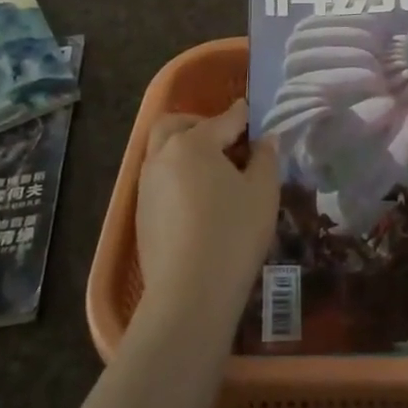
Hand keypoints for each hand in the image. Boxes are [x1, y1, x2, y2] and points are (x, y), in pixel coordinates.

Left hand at [134, 101, 280, 335]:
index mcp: (194, 143)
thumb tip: (266, 138)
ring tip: (212, 170)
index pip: (224, 119)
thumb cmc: (233, 234)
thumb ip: (266, 158)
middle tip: (225, 139)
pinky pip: (159, 178)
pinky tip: (197, 198)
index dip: (243, 115)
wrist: (189, 294)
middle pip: (176, 124)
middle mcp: (163, 155)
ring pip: (162, 150)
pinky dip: (176, 175)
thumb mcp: (263, 192)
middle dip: (200, 123)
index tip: (253, 113)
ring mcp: (147, 185)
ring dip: (184, 148)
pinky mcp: (141, 212)